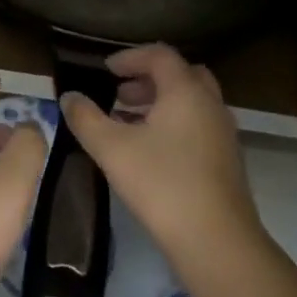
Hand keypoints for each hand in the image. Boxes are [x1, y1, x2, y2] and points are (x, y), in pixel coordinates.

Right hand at [60, 45, 262, 270]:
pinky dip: (174, 124)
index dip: (130, 57)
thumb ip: (86, 118)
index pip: (160, 55)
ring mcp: (223, 132)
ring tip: (128, 123)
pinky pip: (198, 125)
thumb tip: (69, 97)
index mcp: (186, 91)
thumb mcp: (112, 149)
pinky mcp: (227, 160)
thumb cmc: (162, 184)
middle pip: (181, 74)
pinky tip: (150, 152)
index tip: (106, 70)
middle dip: (148, 79)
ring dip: (161, 103)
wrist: (217, 242)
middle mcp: (210, 103)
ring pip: (191, 102)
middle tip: (120, 94)